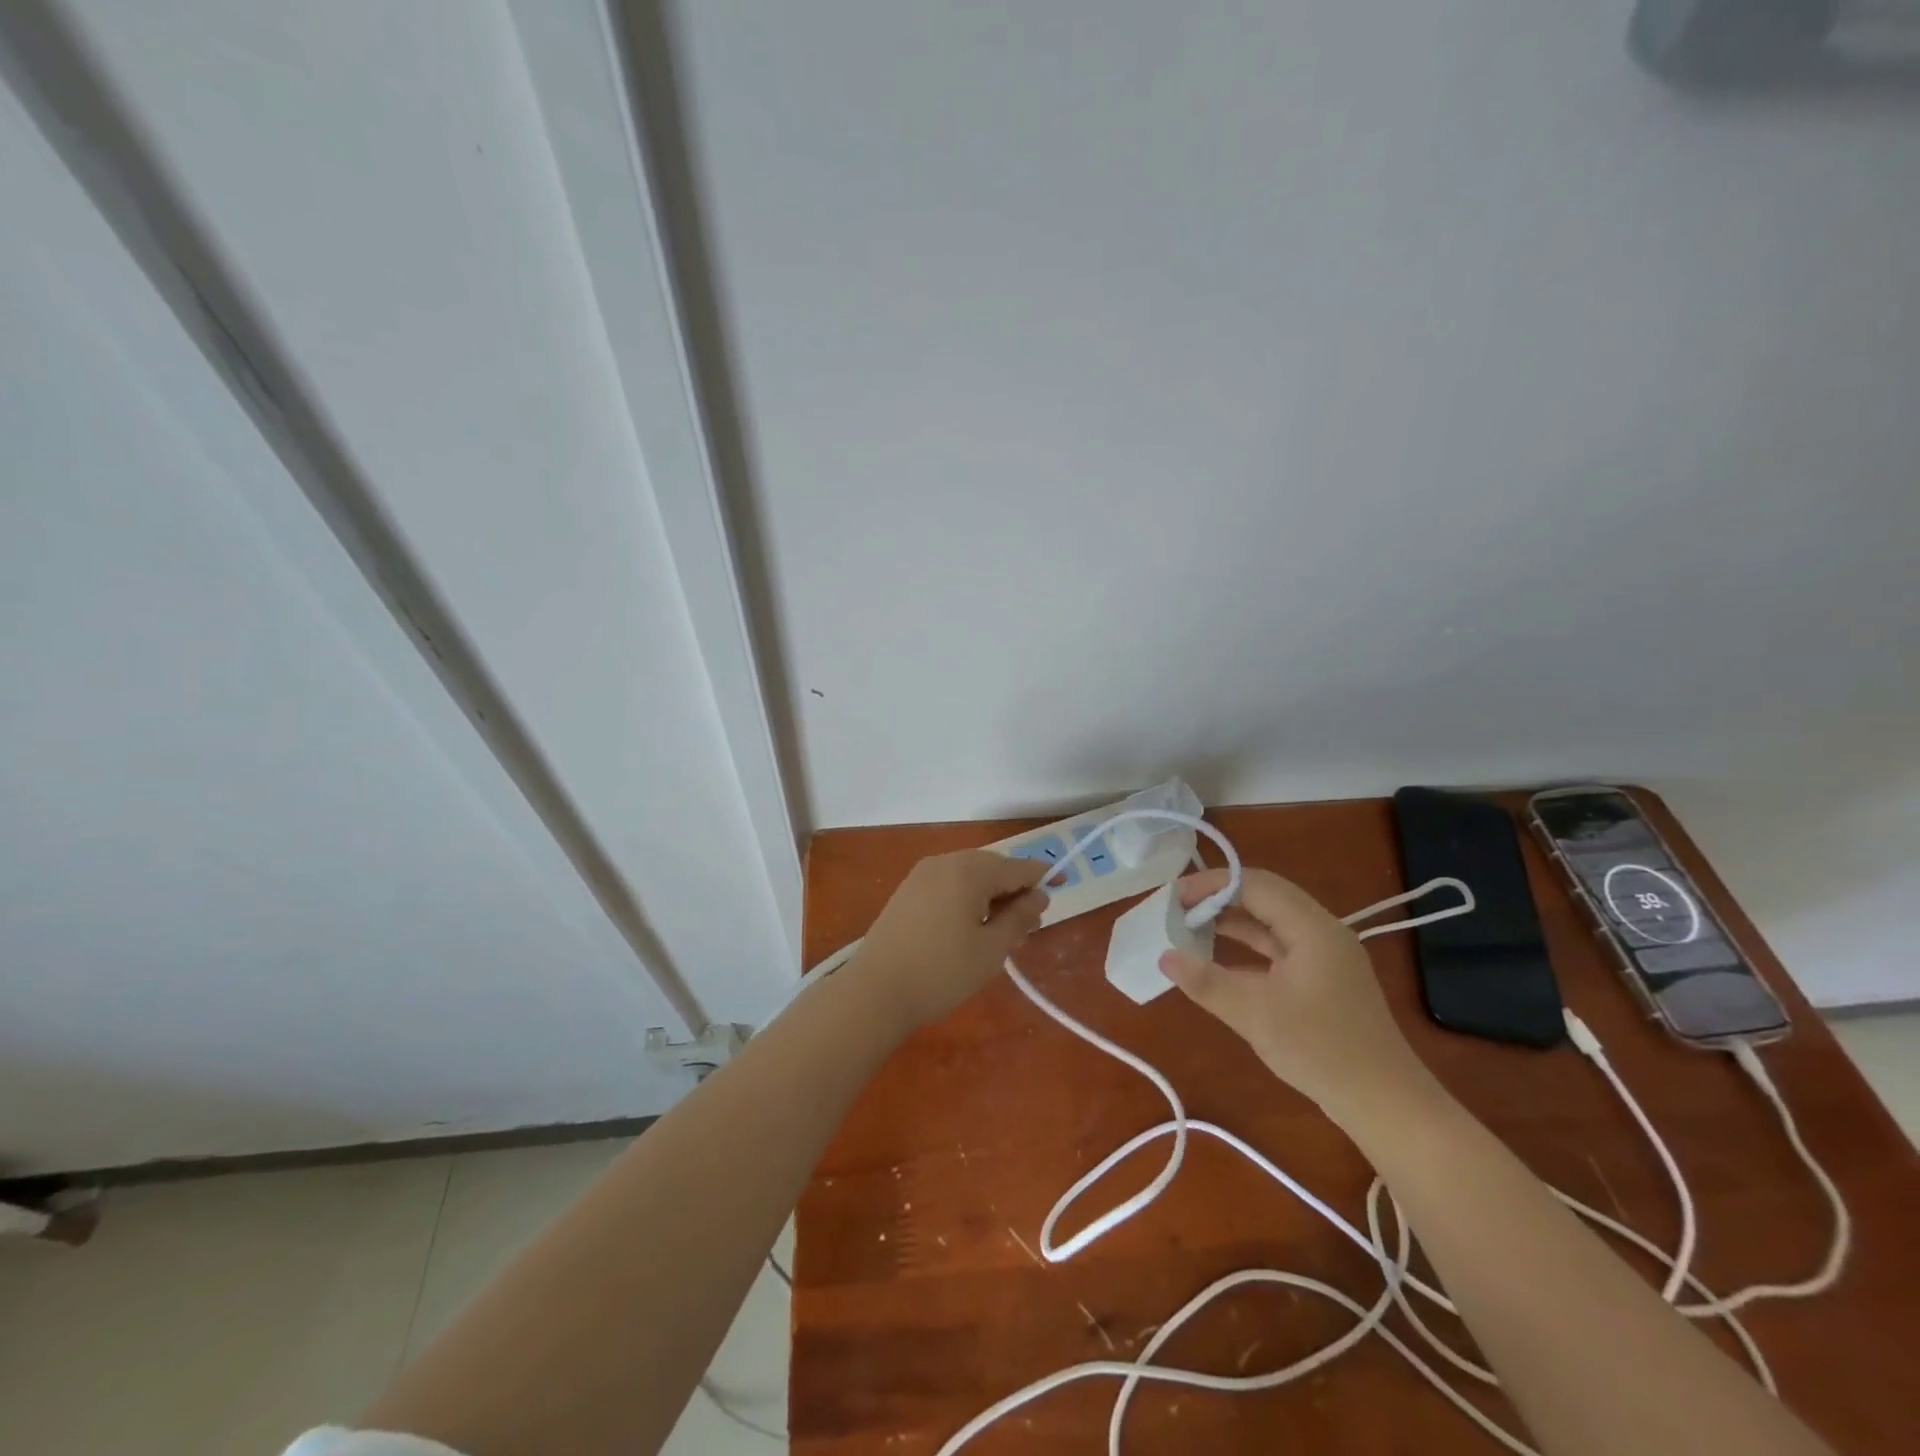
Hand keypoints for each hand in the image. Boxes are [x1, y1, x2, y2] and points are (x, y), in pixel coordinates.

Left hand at [850, 850, 1049, 1030]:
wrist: (875, 992)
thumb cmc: (941, 972)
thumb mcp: (991, 949)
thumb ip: (1019, 916)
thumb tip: (1038, 895)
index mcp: (969, 871)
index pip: (1017, 867)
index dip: (1043, 876)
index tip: (1064, 884)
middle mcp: (945, 862)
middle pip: (993, 867)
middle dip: (1015, 891)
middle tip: (1029, 926)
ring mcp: (922, 875)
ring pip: (970, 876)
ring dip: (991, 896)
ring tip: (1002, 933)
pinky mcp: (907, 891)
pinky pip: (949, 884)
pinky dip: (967, 898)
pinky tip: (971, 928)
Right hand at [1157, 867, 1436, 1123]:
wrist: (1385, 1104)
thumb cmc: (1321, 1050)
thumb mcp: (1255, 1015)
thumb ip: (1207, 982)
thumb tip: (1164, 957)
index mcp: (1312, 928)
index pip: (1255, 884)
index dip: (1211, 885)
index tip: (1174, 899)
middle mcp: (1321, 931)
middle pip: (1263, 896)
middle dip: (1218, 898)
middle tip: (1177, 910)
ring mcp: (1324, 956)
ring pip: (1270, 922)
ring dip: (1231, 921)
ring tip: (1189, 928)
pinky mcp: (1321, 979)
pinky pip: (1276, 947)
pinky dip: (1245, 947)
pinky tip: (1217, 960)